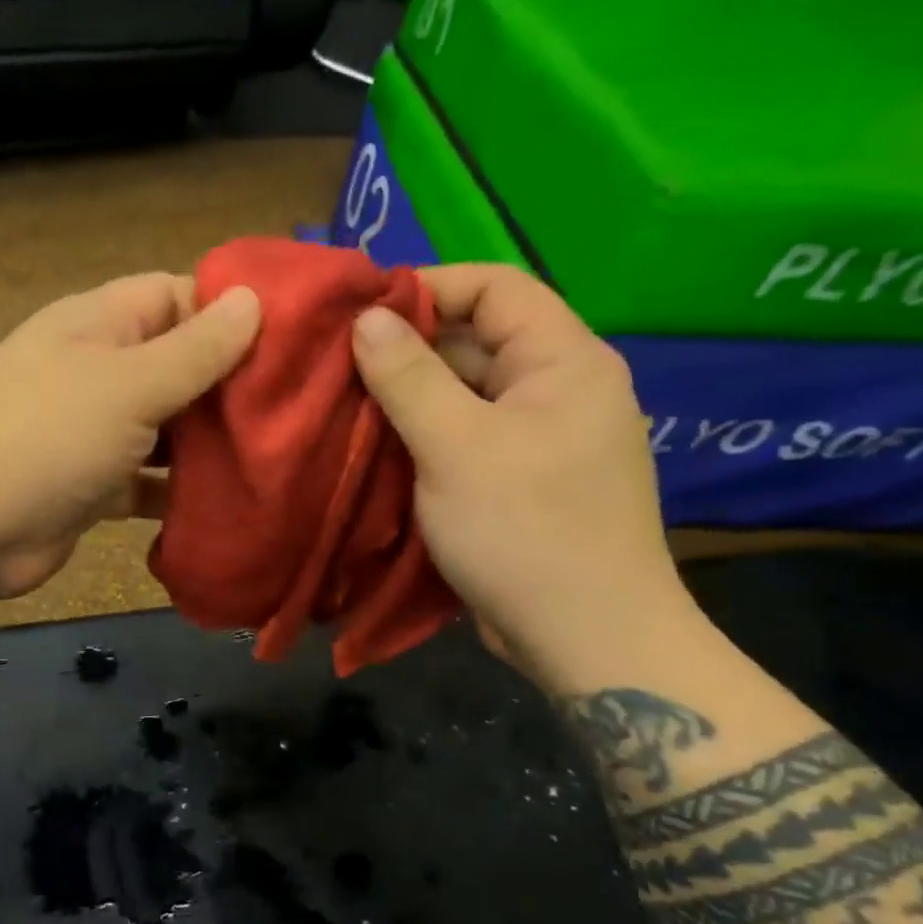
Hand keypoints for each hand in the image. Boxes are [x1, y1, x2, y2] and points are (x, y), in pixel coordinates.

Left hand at [0, 273, 260, 599]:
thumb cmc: (48, 437)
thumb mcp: (130, 385)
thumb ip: (194, 349)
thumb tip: (251, 299)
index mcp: (97, 324)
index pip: (174, 295)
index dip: (229, 310)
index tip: (292, 336)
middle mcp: (94, 370)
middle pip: (175, 364)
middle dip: (228, 384)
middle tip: (298, 405)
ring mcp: (90, 431)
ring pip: (165, 427)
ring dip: (209, 442)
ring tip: (277, 453)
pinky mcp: (91, 485)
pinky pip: (146, 479)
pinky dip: (178, 489)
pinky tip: (228, 500)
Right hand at [351, 264, 695, 684]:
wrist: (586, 636)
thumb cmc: (524, 530)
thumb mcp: (456, 446)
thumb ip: (409, 376)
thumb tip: (366, 317)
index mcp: (563, 360)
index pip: (495, 287)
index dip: (427, 288)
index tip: (359, 313)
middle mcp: (558, 387)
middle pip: (476, 340)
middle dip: (407, 348)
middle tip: (336, 366)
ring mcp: (540, 436)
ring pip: (465, 393)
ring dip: (408, 397)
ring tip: (344, 406)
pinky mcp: (520, 478)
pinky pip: (466, 437)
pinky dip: (422, 436)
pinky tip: (376, 448)